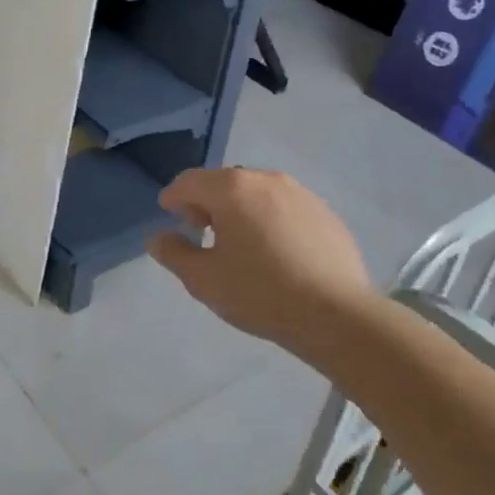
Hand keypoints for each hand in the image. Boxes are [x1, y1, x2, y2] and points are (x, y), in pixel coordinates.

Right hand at [148, 168, 374, 349]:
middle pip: (224, 182)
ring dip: (240, 209)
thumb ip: (174, 253)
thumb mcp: (204, 280)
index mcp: (232, 189)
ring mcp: (300, 193)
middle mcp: (266, 179)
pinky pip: (285, 207)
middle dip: (207, 202)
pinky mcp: (325, 213)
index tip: (169, 216)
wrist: (337, 315)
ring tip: (240, 243)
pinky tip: (276, 252)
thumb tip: (158, 238)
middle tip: (202, 232)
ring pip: (257, 193)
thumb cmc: (260, 293)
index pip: (189, 181)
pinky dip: (270, 219)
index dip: (173, 197)